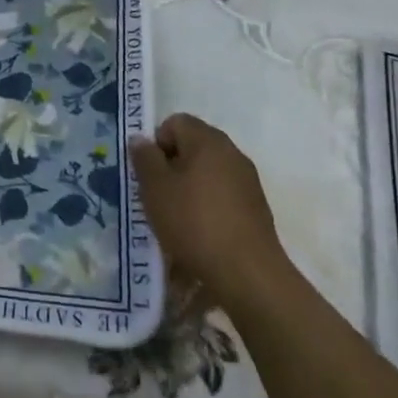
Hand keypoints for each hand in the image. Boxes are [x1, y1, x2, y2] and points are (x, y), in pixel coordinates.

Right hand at [132, 113, 291, 309]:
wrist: (248, 275)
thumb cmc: (194, 223)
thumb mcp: (155, 188)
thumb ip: (144, 158)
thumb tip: (141, 139)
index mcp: (208, 140)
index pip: (175, 122)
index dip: (157, 143)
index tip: (150, 174)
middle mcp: (232, 153)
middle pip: (193, 147)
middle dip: (172, 168)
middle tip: (158, 196)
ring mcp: (248, 182)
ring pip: (207, 174)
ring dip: (189, 189)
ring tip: (177, 220)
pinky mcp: (256, 209)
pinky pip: (223, 197)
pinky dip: (208, 208)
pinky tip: (200, 235)